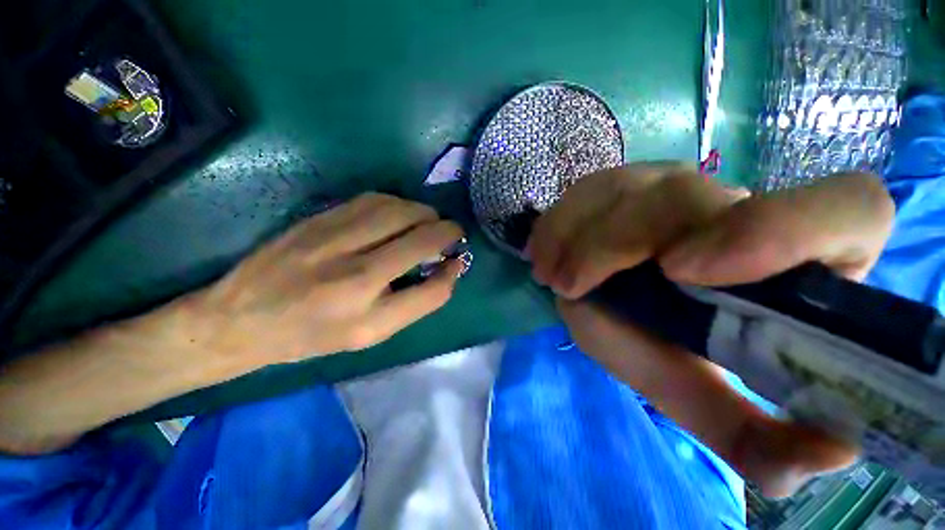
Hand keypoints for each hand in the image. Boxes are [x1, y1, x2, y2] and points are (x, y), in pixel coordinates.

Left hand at [185, 192, 464, 366]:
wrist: (241, 317)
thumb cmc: (314, 334)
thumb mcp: (372, 333)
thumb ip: (417, 302)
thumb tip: (449, 269)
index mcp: (366, 310)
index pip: (432, 285)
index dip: (454, 269)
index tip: (458, 260)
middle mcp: (354, 268)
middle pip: (421, 233)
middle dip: (447, 230)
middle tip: (450, 236)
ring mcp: (334, 235)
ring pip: (400, 208)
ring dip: (424, 213)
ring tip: (428, 224)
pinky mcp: (320, 217)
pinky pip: (374, 199)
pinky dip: (398, 204)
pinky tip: (400, 215)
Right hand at [527, 162, 893, 496]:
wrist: (615, 297)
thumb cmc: (660, 344)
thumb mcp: (697, 390)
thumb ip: (752, 434)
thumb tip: (828, 453)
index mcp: (779, 255)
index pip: (847, 210)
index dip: (783, 230)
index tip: (688, 275)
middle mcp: (727, 205)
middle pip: (683, 198)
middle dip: (616, 246)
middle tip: (572, 288)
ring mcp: (662, 185)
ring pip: (621, 190)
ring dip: (575, 238)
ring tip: (553, 278)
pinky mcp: (614, 186)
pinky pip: (580, 193)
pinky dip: (554, 226)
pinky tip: (543, 255)